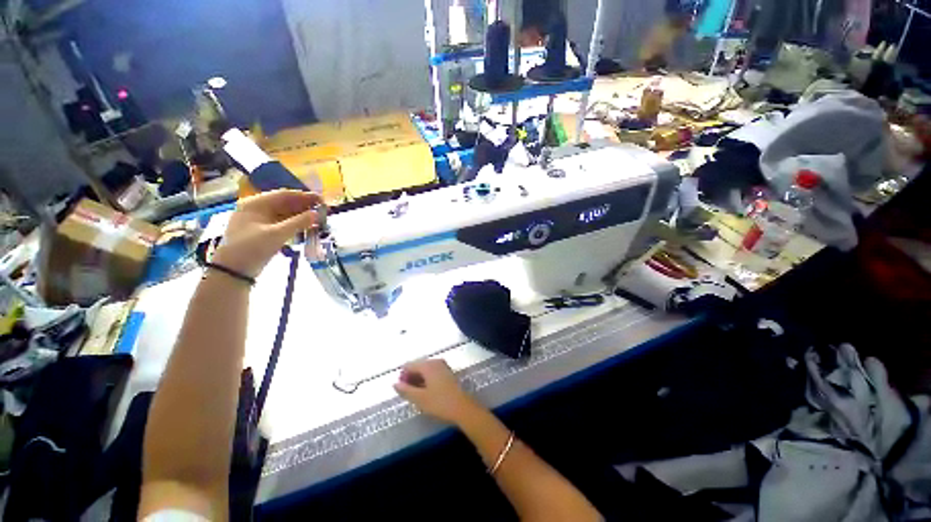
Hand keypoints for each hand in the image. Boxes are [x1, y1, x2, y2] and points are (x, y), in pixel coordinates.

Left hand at [212, 190, 322, 277]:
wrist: (233, 271)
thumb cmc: (251, 248)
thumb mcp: (277, 234)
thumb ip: (299, 222)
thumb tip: (317, 214)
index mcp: (256, 203)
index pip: (284, 195)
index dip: (304, 197)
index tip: (322, 200)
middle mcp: (257, 208)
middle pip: (285, 203)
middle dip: (305, 206)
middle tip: (324, 211)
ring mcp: (260, 220)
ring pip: (285, 214)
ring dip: (302, 216)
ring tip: (319, 219)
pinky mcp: (264, 231)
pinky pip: (283, 223)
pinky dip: (296, 224)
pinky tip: (308, 227)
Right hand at [394, 359, 479, 425]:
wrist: (463, 408)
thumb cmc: (440, 403)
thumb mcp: (420, 399)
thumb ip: (406, 390)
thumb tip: (395, 384)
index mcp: (428, 365)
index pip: (410, 365)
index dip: (403, 376)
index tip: (400, 389)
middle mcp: (436, 362)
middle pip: (418, 366)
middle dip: (410, 377)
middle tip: (407, 393)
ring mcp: (443, 367)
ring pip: (426, 370)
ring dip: (418, 379)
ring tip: (415, 394)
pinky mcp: (448, 373)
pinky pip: (433, 373)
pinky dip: (427, 380)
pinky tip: (426, 392)